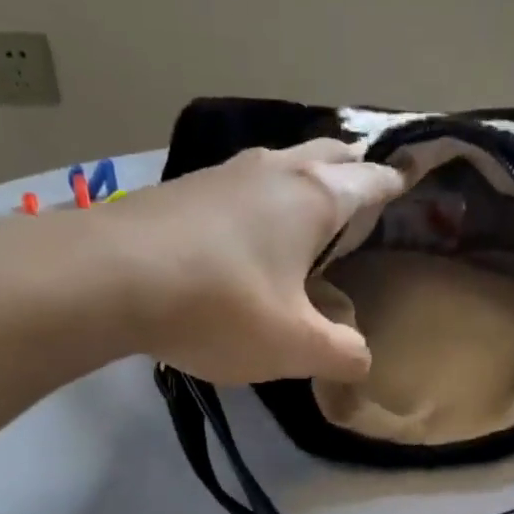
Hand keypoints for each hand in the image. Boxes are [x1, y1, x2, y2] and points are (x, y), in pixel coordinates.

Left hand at [105, 140, 402, 383]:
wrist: (104, 278)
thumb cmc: (219, 305)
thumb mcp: (293, 346)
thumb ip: (340, 355)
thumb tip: (362, 360)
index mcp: (314, 198)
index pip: (370, 181)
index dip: (394, 183)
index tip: (408, 180)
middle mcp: (273, 171)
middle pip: (327, 153)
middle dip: (351, 166)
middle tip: (365, 184)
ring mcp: (223, 173)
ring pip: (280, 162)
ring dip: (303, 176)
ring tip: (312, 202)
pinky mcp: (182, 189)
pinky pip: (241, 183)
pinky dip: (262, 195)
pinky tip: (248, 225)